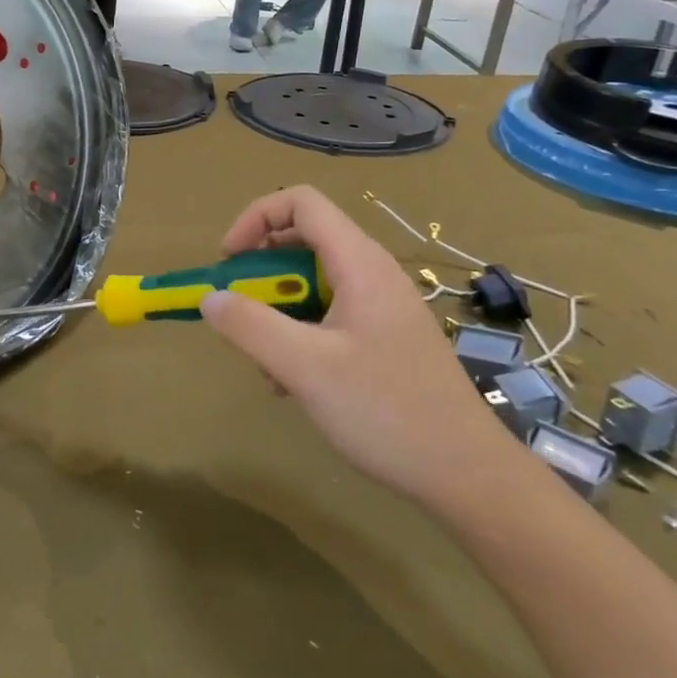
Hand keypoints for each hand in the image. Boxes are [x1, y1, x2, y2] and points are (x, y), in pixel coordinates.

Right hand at [199, 186, 516, 509]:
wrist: (466, 475)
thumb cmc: (387, 412)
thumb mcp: (306, 368)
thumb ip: (250, 327)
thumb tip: (210, 297)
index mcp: (360, 264)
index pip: (301, 203)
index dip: (255, 218)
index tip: (228, 262)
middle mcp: (372, 273)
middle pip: (303, 240)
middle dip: (260, 271)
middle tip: (238, 310)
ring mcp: (380, 306)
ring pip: (312, 282)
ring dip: (277, 309)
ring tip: (265, 359)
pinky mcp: (383, 337)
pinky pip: (328, 313)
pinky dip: (298, 332)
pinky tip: (291, 381)